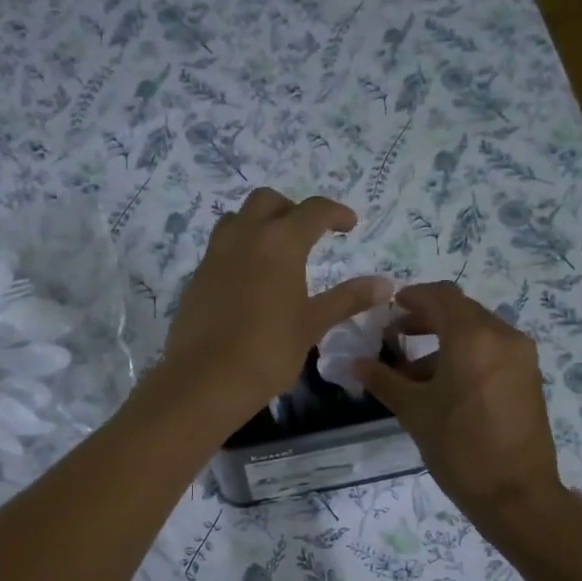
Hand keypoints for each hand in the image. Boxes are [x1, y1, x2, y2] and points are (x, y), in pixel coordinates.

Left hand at [156, 188, 390, 432]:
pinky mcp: (196, 277)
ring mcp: (215, 255)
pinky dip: (238, 249)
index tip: (349, 225)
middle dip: (292, 210)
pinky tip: (248, 281)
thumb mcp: (312, 325)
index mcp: (280, 242)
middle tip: (308, 234)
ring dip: (259, 223)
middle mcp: (245, 236)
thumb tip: (385, 284)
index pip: (313, 210)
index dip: (336, 213)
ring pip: (237, 219)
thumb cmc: (269, 352)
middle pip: (268, 201)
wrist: (206, 379)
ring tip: (274, 252)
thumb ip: (347, 299)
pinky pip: (220, 247)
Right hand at [354, 282, 565, 524]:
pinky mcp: (528, 378)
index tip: (389, 311)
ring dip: (444, 342)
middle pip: (460, 311)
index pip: (439, 296)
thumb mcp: (414, 412)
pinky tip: (444, 388)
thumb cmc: (459, 447)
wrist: (515, 493)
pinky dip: (466, 357)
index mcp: (472, 336)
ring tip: (414, 374)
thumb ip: (383, 380)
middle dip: (426, 320)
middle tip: (396, 338)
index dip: (412, 297)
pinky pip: (492, 352)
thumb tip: (354, 363)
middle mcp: (502, 335)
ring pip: (477, 333)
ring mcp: (521, 357)